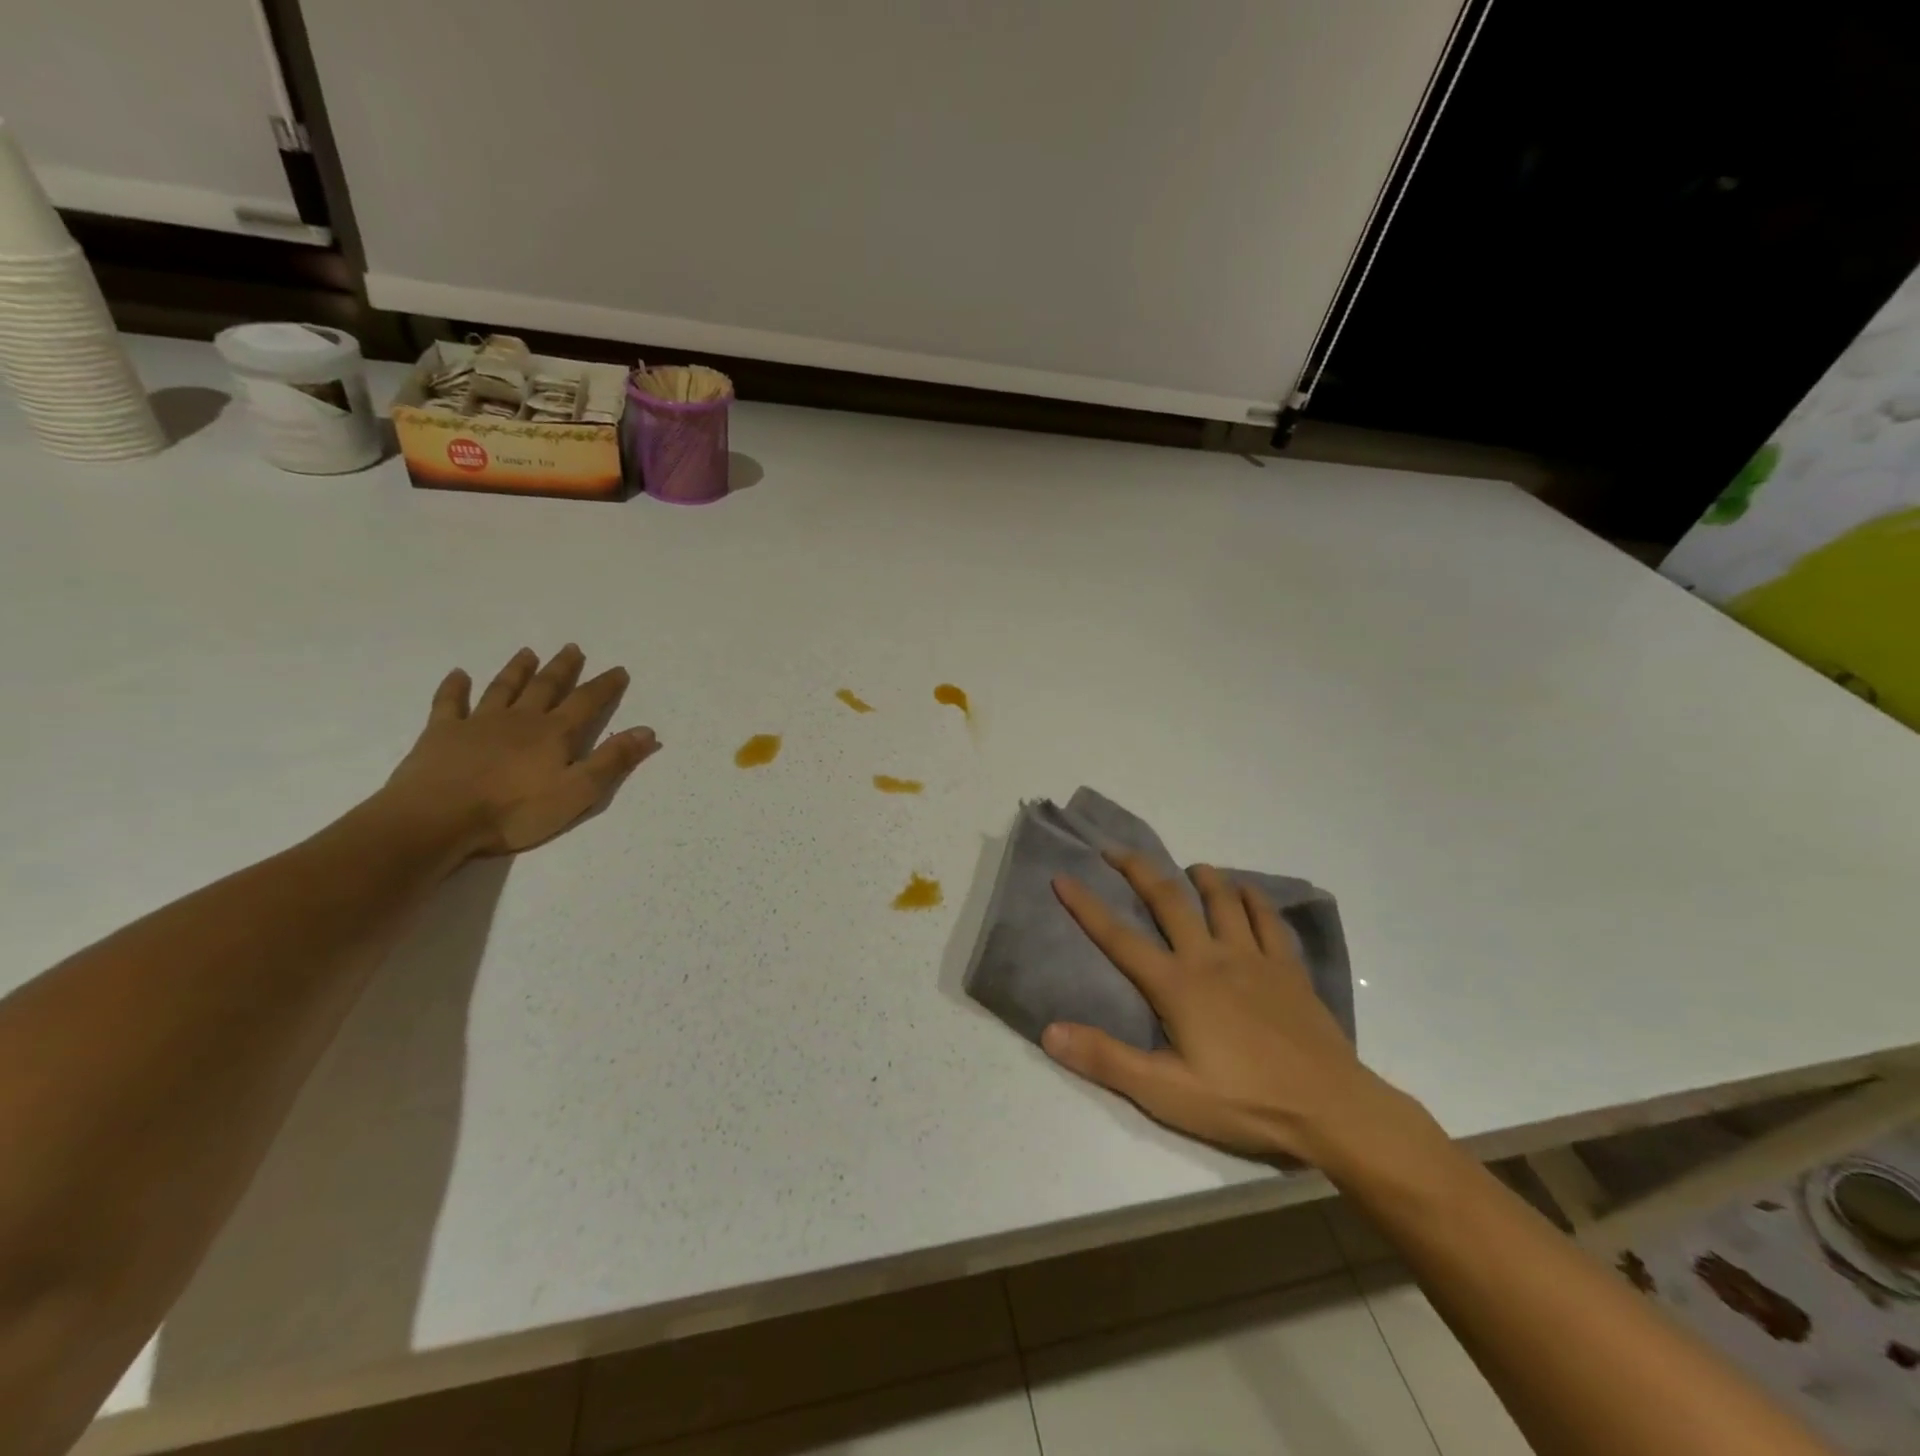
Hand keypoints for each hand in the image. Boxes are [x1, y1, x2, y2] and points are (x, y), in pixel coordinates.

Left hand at [381, 645, 660, 860]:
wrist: (438, 819)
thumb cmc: (515, 811)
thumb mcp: (578, 792)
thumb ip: (613, 761)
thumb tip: (647, 731)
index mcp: (554, 734)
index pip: (587, 703)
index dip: (605, 686)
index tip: (619, 670)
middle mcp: (520, 719)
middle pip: (545, 687)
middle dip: (562, 668)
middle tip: (572, 648)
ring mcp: (478, 723)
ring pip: (503, 688)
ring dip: (517, 670)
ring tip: (528, 652)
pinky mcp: (442, 733)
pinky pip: (449, 703)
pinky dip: (454, 687)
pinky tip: (458, 674)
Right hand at [1047, 856, 1432, 1169]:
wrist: (1329, 1108)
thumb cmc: (1243, 1101)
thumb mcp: (1166, 1093)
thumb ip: (1106, 1059)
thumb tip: (1049, 1031)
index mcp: (1177, 985)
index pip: (1119, 938)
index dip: (1086, 906)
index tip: (1063, 877)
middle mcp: (1210, 958)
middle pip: (1169, 900)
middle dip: (1138, 870)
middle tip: (1117, 850)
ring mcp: (1253, 958)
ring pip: (1222, 900)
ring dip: (1202, 877)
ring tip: (1189, 866)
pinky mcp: (1287, 968)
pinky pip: (1268, 920)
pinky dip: (1254, 898)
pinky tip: (1247, 891)